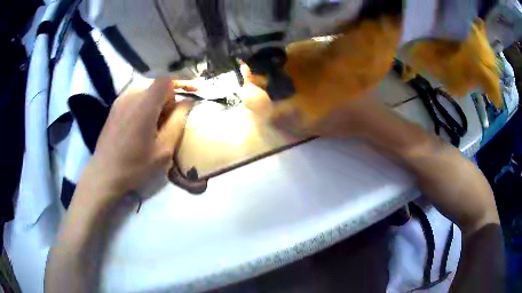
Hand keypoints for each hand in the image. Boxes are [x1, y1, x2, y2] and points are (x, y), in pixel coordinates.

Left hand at [81, 78, 194, 202]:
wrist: (104, 174)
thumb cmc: (135, 165)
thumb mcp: (163, 150)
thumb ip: (178, 122)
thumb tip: (188, 102)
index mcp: (145, 105)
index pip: (166, 81)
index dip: (175, 92)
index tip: (175, 111)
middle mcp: (131, 96)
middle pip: (156, 86)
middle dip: (164, 101)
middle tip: (163, 124)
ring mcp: (120, 100)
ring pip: (145, 91)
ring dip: (153, 104)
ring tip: (149, 127)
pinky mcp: (113, 107)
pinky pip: (134, 98)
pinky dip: (141, 106)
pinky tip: (136, 127)